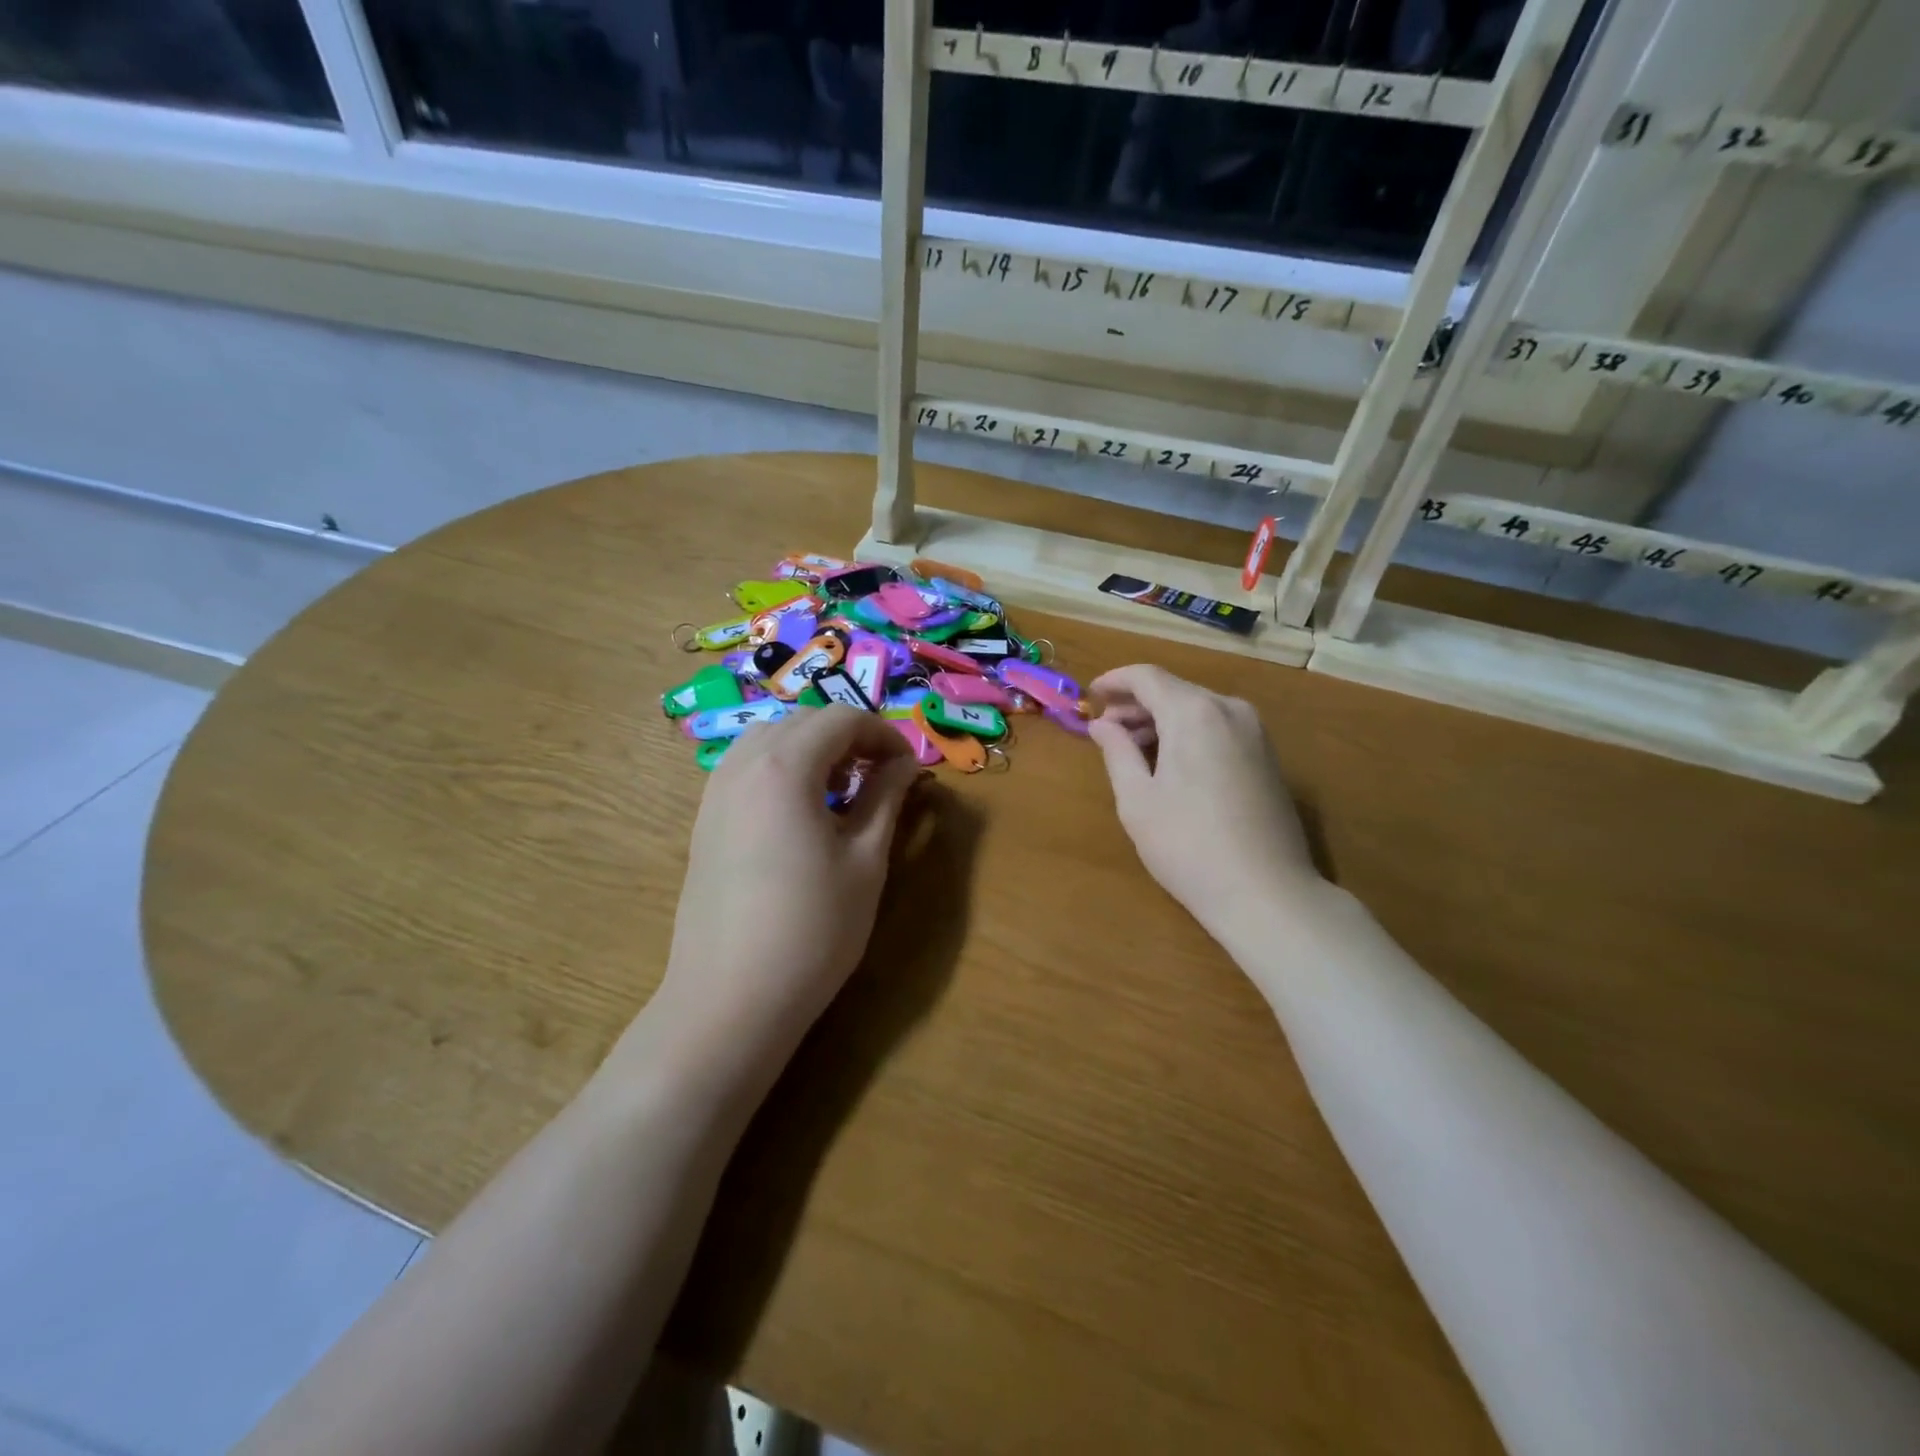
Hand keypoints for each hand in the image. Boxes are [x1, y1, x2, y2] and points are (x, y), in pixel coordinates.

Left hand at [658, 706, 919, 1052]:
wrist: (730, 998)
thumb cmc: (813, 928)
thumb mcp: (865, 860)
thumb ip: (886, 798)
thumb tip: (906, 764)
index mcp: (785, 766)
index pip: (842, 719)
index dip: (884, 734)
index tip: (909, 768)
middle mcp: (743, 764)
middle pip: (803, 721)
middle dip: (849, 737)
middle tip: (881, 776)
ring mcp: (716, 792)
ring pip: (770, 739)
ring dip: (812, 749)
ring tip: (842, 790)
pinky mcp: (704, 820)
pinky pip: (747, 768)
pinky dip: (781, 769)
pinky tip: (801, 812)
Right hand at [1087, 665, 1318, 932]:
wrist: (1266, 893)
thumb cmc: (1187, 845)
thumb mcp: (1137, 799)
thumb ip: (1117, 751)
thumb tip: (1102, 724)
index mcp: (1194, 713)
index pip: (1147, 676)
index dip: (1114, 681)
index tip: (1089, 696)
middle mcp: (1230, 710)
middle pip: (1174, 690)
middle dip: (1135, 704)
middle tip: (1104, 729)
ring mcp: (1255, 733)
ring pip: (1197, 709)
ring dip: (1161, 720)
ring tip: (1131, 749)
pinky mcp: (1267, 757)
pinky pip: (1218, 728)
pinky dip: (1188, 734)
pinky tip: (1169, 764)